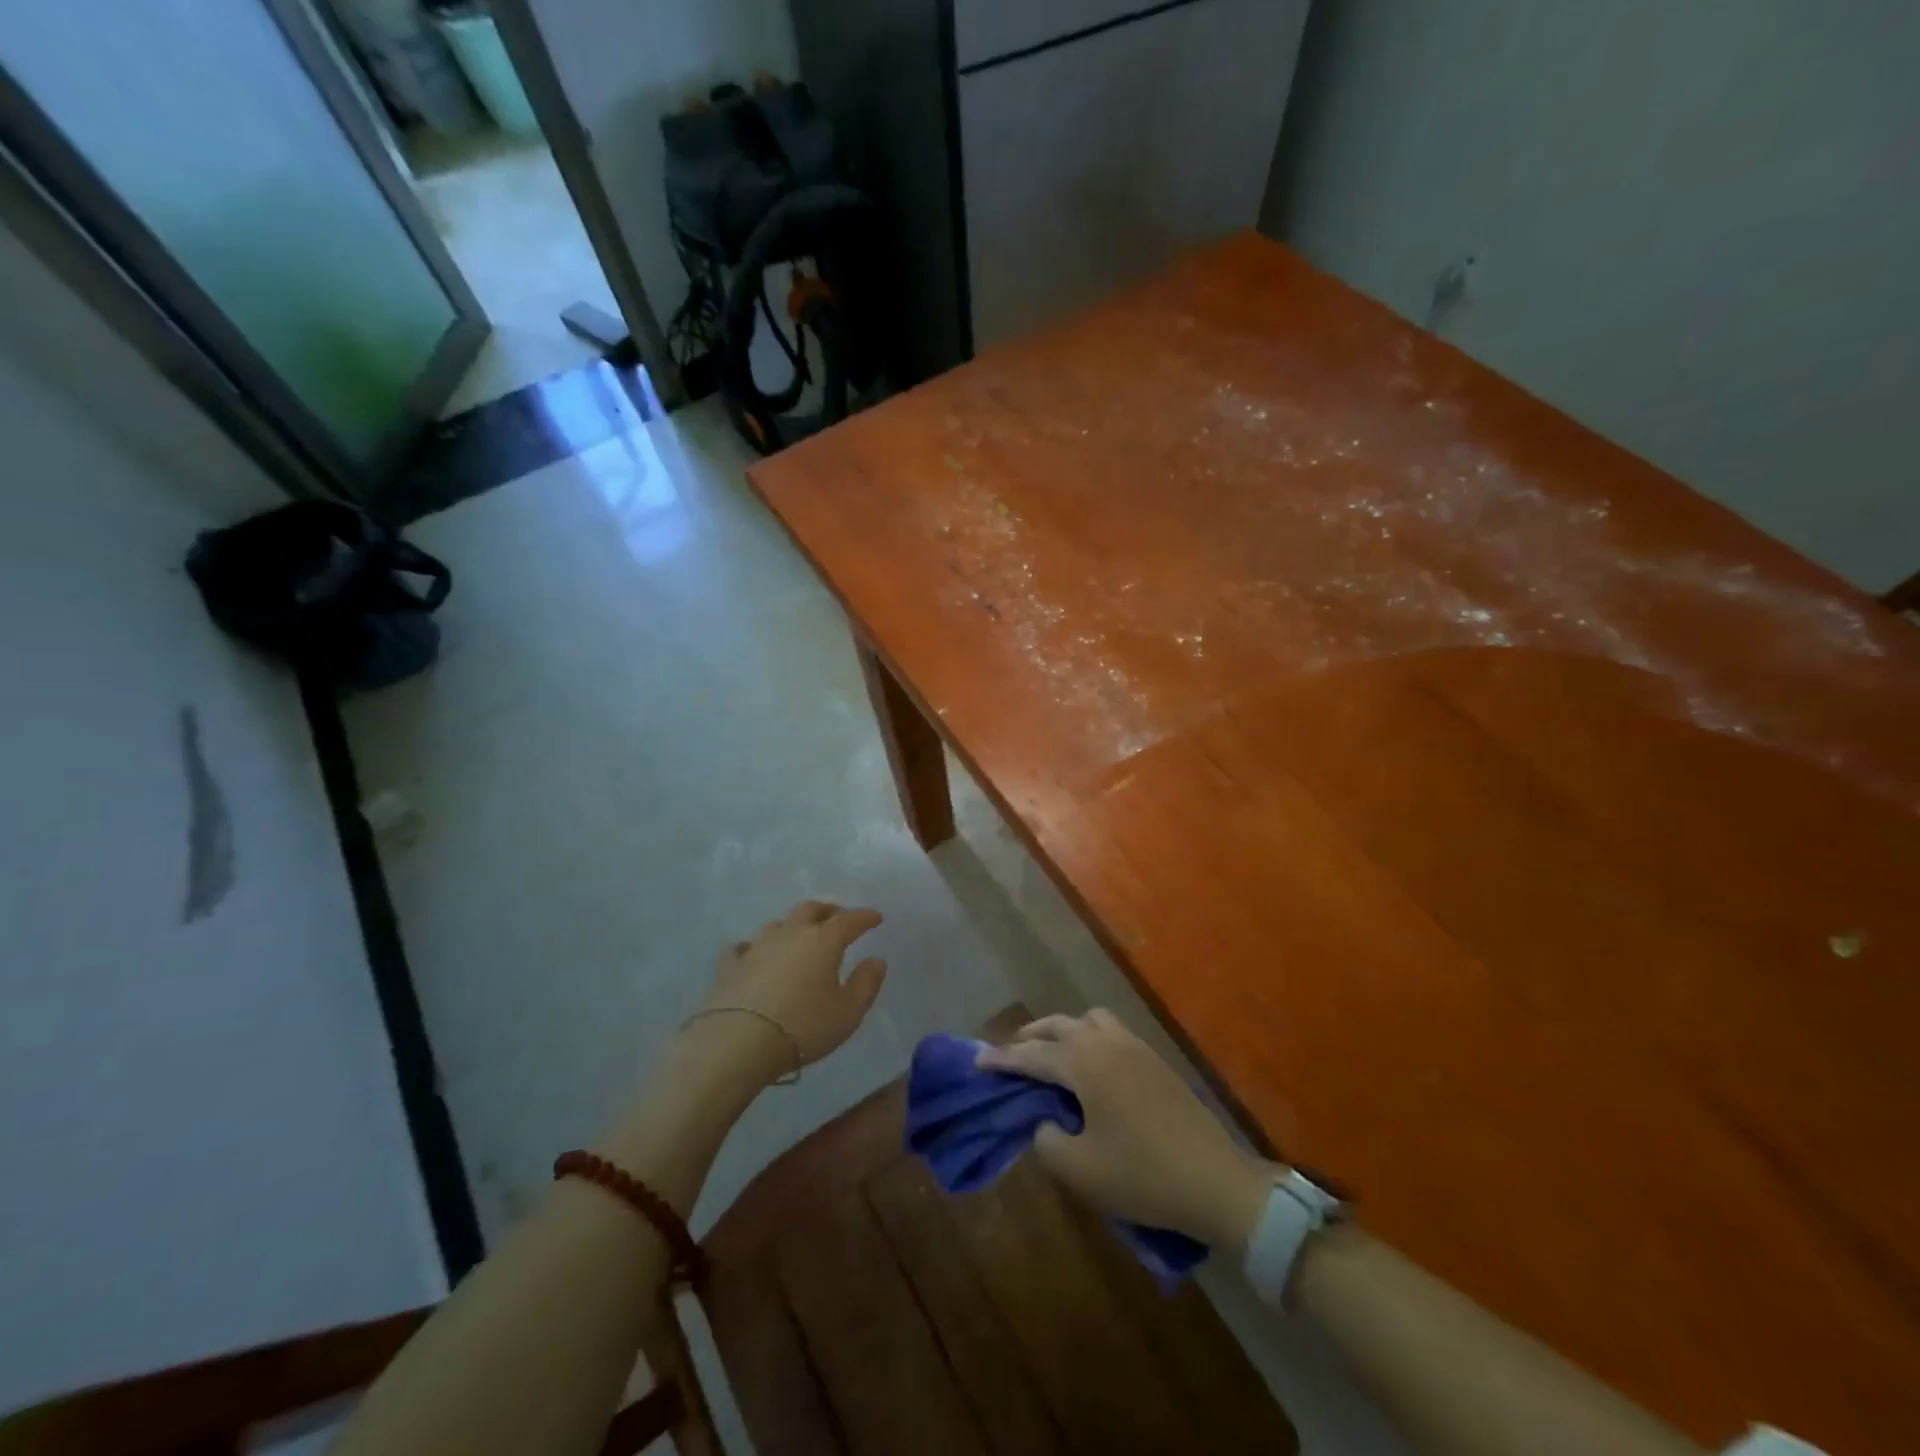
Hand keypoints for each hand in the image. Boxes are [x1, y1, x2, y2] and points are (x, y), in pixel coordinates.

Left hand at [690, 900, 887, 1085]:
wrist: (738, 1042)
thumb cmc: (803, 1026)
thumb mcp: (848, 1012)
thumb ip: (866, 984)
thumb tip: (876, 960)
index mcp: (823, 941)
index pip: (849, 920)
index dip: (865, 917)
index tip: (876, 917)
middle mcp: (790, 934)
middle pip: (810, 910)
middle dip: (827, 911)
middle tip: (837, 918)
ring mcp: (757, 947)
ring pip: (778, 925)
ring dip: (792, 927)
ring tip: (798, 937)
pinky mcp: (729, 965)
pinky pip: (743, 948)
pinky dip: (752, 948)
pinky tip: (752, 955)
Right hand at [979, 1010, 1275, 1249]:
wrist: (1215, 1181)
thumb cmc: (1142, 1175)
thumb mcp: (1080, 1170)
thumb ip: (1047, 1142)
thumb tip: (1043, 1123)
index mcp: (1085, 1064)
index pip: (1032, 1055)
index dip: (1003, 1060)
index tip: (978, 1063)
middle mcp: (1107, 1044)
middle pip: (1059, 1025)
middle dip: (1031, 1036)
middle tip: (1011, 1056)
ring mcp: (1135, 1048)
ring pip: (1090, 1020)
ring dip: (1064, 1031)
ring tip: (1052, 1055)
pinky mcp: (1156, 1061)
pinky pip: (1112, 1032)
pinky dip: (1090, 1039)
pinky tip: (1091, 1068)